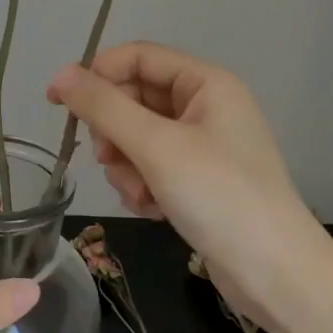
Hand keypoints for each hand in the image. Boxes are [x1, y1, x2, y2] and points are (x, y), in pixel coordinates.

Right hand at [47, 42, 328, 325]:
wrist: (276, 275)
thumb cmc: (219, 197)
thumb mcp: (156, 147)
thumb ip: (104, 107)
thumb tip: (60, 74)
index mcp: (206, 83)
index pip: (138, 57)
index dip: (96, 74)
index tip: (56, 103)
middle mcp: (206, 107)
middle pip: (135, 99)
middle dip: (116, 132)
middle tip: (107, 158)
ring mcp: (204, 146)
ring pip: (138, 138)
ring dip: (128, 166)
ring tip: (142, 194)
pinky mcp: (199, 181)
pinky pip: (153, 168)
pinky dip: (144, 186)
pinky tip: (154, 210)